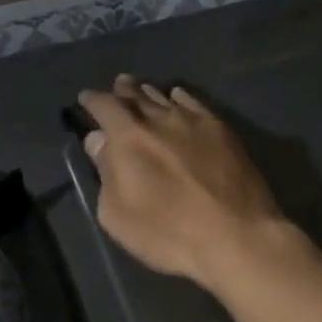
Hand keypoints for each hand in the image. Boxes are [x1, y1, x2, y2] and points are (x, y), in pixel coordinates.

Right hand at [78, 76, 289, 288]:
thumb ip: (105, 172)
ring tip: (142, 89)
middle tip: (117, 86)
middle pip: (136, 95)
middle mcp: (160, 119)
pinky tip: (178, 97)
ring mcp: (194, 121)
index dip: (92, 100)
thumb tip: (99, 141)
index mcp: (129, 137)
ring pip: (165, 97)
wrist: (236, 235)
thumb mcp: (118, 215)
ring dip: (149, 92)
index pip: (105, 106)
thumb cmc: (168, 233)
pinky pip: (194, 103)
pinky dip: (180, 97)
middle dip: (122, 90)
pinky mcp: (221, 130)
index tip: (85, 99)